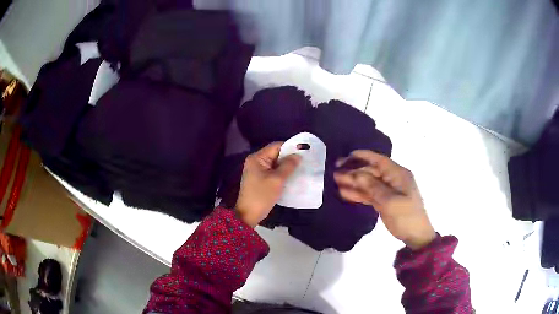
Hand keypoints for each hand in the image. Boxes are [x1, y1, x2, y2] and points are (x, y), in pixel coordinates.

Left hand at [236, 142, 300, 226]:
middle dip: (289, 157)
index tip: (304, 152)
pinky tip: (292, 177)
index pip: (276, 146)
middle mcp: (256, 161)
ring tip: (301, 168)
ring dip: (287, 166)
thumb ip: (288, 166)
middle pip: (276, 154)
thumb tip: (298, 155)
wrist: (248, 214)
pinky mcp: (260, 179)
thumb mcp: (277, 180)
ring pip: (275, 164)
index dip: (290, 148)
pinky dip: (282, 173)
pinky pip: (273, 172)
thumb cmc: (262, 195)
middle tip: (305, 161)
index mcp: (257, 158)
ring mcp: (257, 171)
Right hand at [334, 150, 435, 249]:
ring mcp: (389, 191)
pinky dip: (359, 194)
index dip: (362, 156)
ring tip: (336, 182)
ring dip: (354, 183)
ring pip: (368, 184)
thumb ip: (371, 186)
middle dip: (354, 171)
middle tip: (335, 173)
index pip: (378, 160)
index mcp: (398, 174)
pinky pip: (370, 194)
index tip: (346, 156)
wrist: (416, 236)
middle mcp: (393, 179)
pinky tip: (345, 194)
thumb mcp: (389, 201)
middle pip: (371, 172)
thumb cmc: (406, 216)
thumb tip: (355, 173)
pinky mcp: (385, 201)